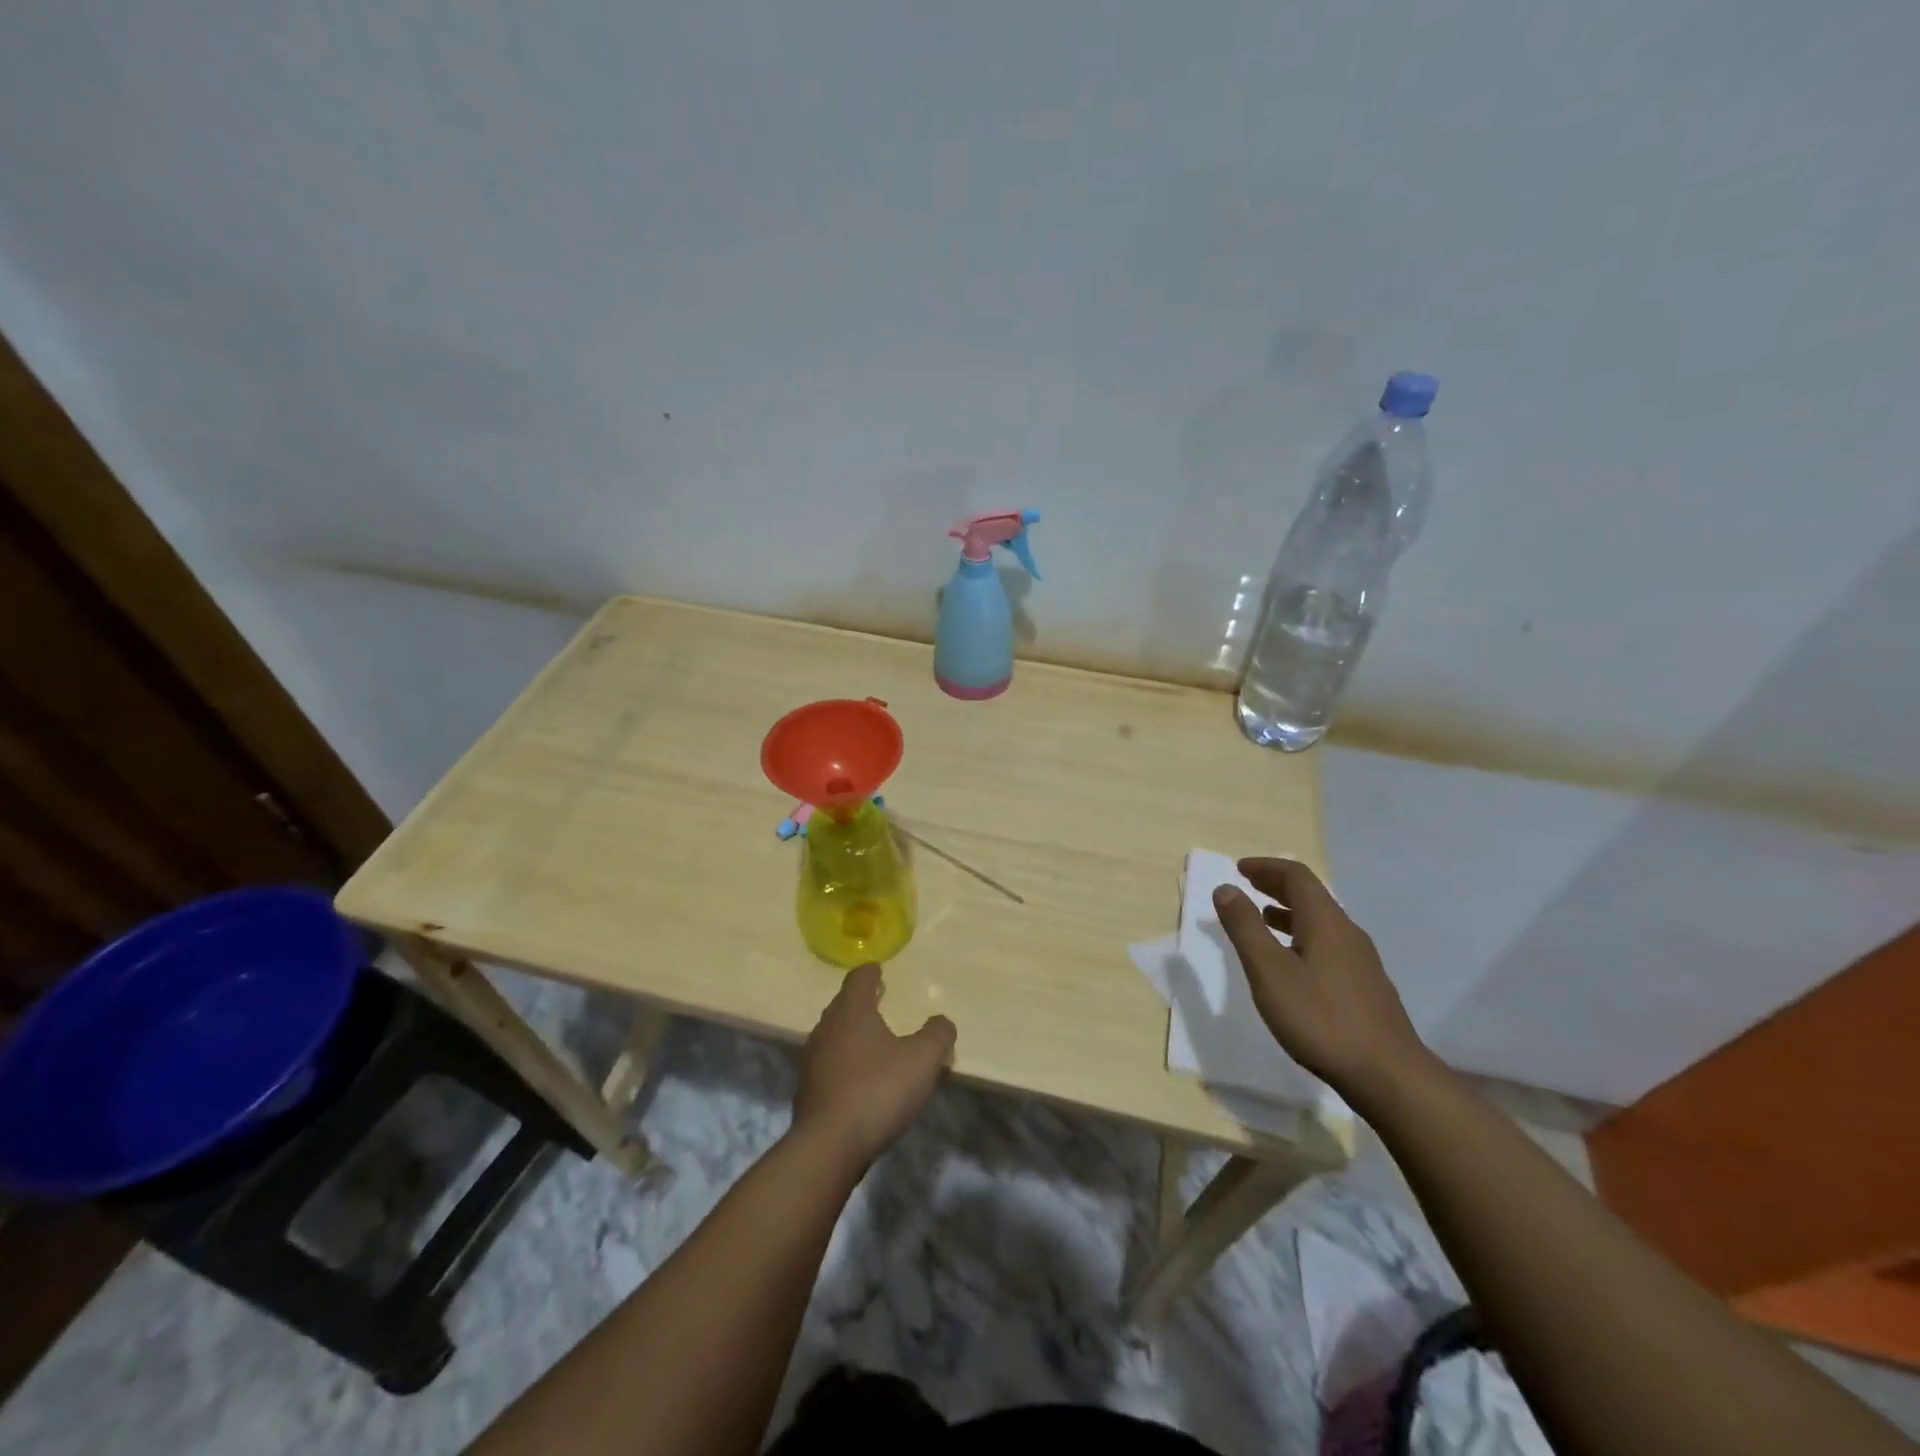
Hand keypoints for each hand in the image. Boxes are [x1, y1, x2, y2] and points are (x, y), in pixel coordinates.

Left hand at [792, 963, 955, 1172]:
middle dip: (861, 1001)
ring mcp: (812, 1060)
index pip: (858, 979)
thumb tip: (942, 1021)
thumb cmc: (878, 1090)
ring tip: (873, 1039)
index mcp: (851, 1011)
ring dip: (852, 1032)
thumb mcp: (922, 1060)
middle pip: (843, 1005)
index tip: (879, 969)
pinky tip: (860, 1077)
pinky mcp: (808, 1090)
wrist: (829, 1146)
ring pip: (834, 1034)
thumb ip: (937, 1034)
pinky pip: (830, 1063)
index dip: (870, 972)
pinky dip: (845, 1061)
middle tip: (879, 1000)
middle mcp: (826, 1028)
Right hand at [1212, 858, 1430, 1105]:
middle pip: (1311, 896)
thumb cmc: (1320, 1018)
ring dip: (1289, 912)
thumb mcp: (1269, 971)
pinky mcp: (1365, 987)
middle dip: (1276, 886)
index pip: (1297, 876)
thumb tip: (1226, 888)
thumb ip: (1245, 927)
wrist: (1388, 1076)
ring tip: (1263, 920)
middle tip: (1247, 886)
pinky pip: (1328, 944)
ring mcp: (1361, 961)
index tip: (1239, 868)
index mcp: (1326, 922)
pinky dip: (1301, 937)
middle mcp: (1347, 933)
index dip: (1266, 867)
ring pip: (1320, 922)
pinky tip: (1291, 963)